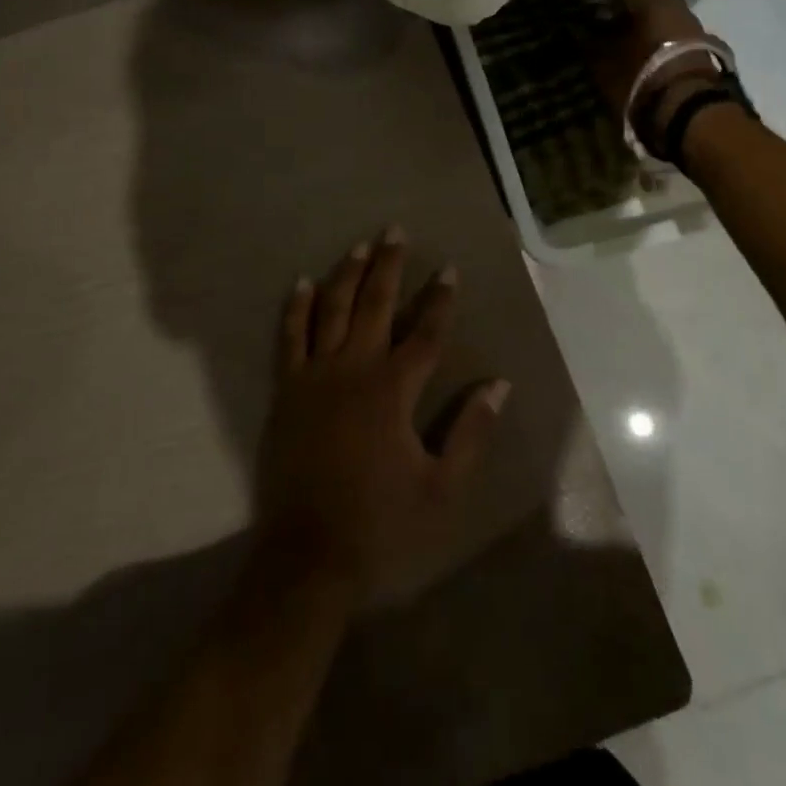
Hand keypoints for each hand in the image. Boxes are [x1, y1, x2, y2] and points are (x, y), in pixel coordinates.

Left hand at [255, 228, 509, 608]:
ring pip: (332, 309)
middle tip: (396, 231)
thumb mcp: (442, 488)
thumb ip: (470, 433)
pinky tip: (302, 283)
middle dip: (389, 266)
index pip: (425, 333)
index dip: (440, 299)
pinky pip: (290, 336)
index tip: (449, 268)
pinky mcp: (287, 389)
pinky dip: (296, 307)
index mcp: (393, 390)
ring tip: (360, 245)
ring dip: (347, 274)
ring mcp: (315, 375)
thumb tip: (498, 385)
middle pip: (375, 304)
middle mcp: (354, 368)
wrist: (308, 555)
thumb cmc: (381, 524)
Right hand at [590, 0, 722, 144]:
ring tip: (622, 54)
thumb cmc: (640, 76)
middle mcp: (676, 4)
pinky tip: (643, 63)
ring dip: (641, 35)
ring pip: (658, 24)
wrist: (688, 109)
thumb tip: (578, 33)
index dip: (599, 9)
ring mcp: (694, 26)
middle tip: (603, 39)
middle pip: (642, 8)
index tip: (586, 24)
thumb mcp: (604, 62)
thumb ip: (589, 43)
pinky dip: (657, 47)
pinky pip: (671, 40)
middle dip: (623, 21)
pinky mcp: (703, 50)